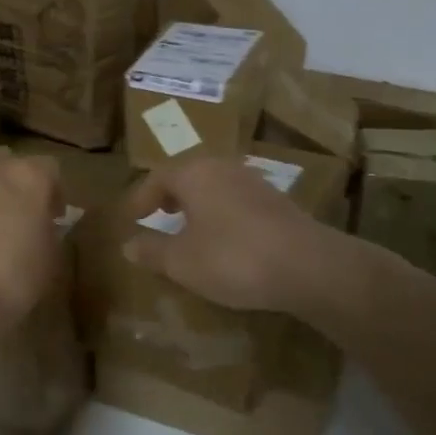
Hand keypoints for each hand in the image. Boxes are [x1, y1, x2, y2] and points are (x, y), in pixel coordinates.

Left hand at [0, 148, 63, 336]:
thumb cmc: (15, 276)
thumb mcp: (52, 258)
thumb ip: (48, 232)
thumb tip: (40, 228)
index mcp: (30, 176)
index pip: (50, 168)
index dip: (53, 192)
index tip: (53, 217)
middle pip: (7, 163)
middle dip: (14, 184)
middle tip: (17, 216)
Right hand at [123, 157, 328, 312]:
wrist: (307, 266)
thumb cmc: (232, 257)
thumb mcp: (181, 261)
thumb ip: (152, 251)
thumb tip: (128, 245)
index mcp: (194, 174)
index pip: (158, 177)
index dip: (141, 197)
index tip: (131, 216)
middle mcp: (224, 168)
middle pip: (189, 176)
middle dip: (171, 196)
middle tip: (158, 215)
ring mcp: (255, 183)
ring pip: (215, 187)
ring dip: (198, 205)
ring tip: (189, 229)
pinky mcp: (278, 203)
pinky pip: (237, 202)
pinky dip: (222, 215)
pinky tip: (224, 240)